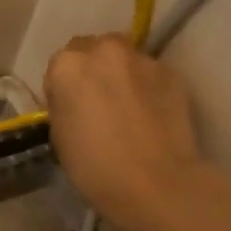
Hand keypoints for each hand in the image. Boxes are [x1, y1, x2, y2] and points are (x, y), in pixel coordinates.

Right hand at [44, 34, 204, 230]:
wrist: (154, 182)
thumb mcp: (58, 132)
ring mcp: (142, 59)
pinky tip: (149, 114)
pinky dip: (146, 87)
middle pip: (92, 49)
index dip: (63, 87)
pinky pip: (150, 73)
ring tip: (126, 107)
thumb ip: (64, 103)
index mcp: (67, 65)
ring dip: (120, 74)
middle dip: (92, 69)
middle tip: (96, 101)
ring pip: (124, 58)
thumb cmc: (92, 164)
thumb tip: (76, 99)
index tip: (69, 108)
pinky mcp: (172, 73)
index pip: (58, 64)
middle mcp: (104, 50)